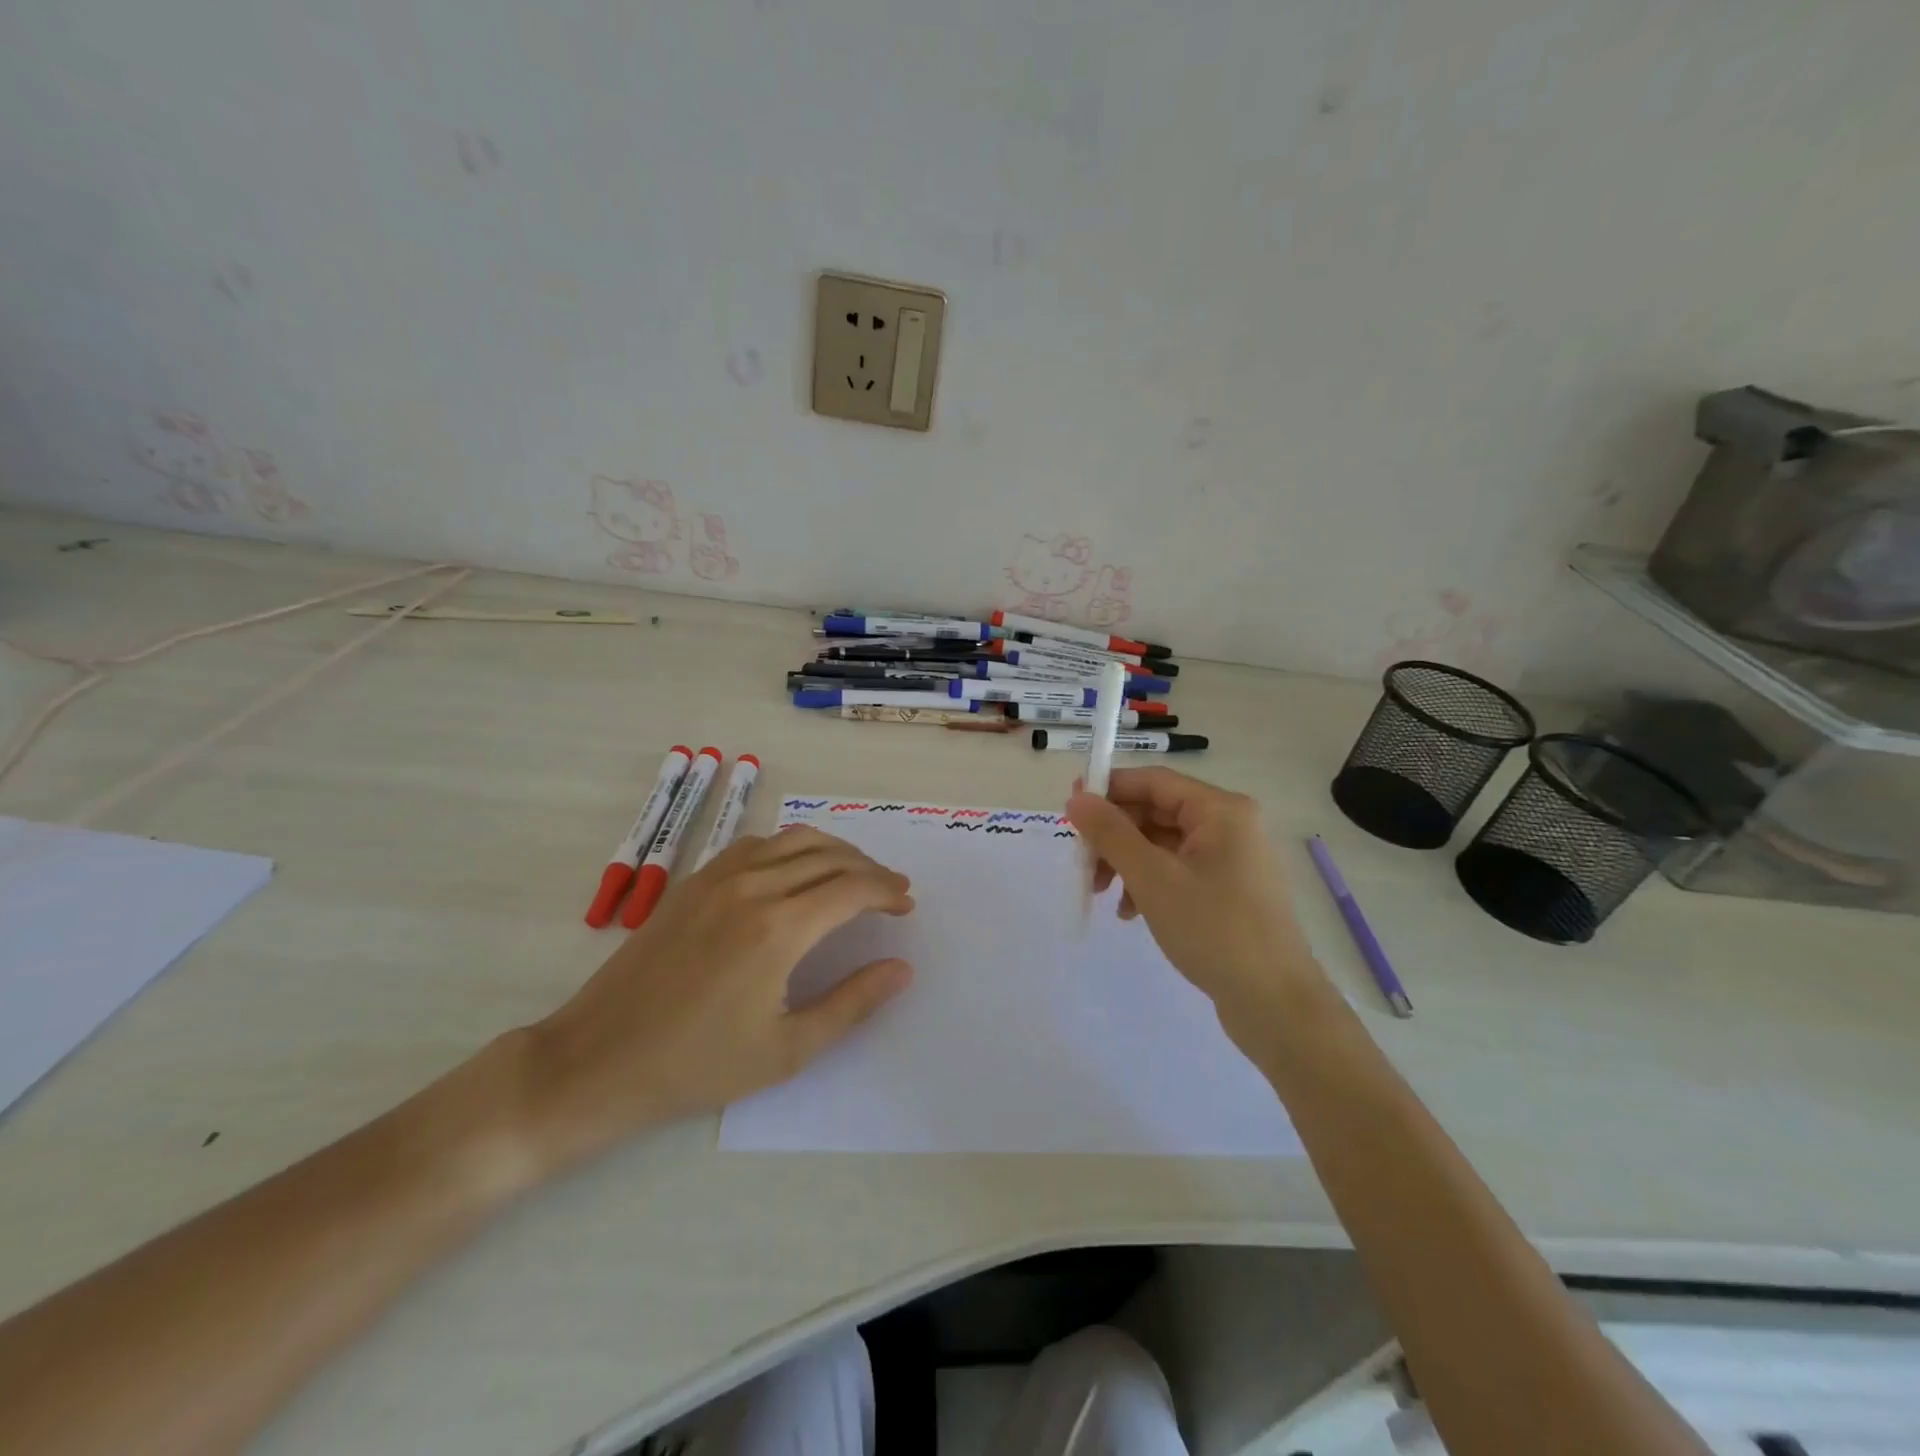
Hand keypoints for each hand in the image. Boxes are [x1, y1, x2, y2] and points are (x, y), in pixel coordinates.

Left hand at [521, 827, 914, 1174]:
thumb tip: (901, 969)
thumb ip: (852, 1003)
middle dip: (870, 869)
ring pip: (793, 839)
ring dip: (834, 850)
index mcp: (778, 928)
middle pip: (829, 856)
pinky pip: (756, 844)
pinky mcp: (693, 881)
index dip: (887, 892)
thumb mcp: (786, 1050)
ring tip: (854, 874)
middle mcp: (752, 887)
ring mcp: (717, 877)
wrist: (597, 1060)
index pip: (852, 888)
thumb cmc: (696, 1065)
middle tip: (892, 890)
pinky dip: (791, 846)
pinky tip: (795, 870)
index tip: (906, 906)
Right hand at [1066, 768, 1329, 1051]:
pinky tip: (1131, 912)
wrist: (1275, 1004)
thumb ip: (1111, 833)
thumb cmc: (1214, 930)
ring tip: (1103, 895)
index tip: (1069, 808)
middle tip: (1082, 863)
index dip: (1108, 789)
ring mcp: (1232, 859)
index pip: (1153, 781)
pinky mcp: (1229, 890)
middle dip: (1115, 836)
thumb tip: (1076, 797)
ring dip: (1128, 862)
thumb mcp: (1153, 878)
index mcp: (1221, 810)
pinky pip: (1178, 870)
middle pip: (1156, 812)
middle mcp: (1230, 825)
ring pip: (1163, 844)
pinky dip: (1149, 883)